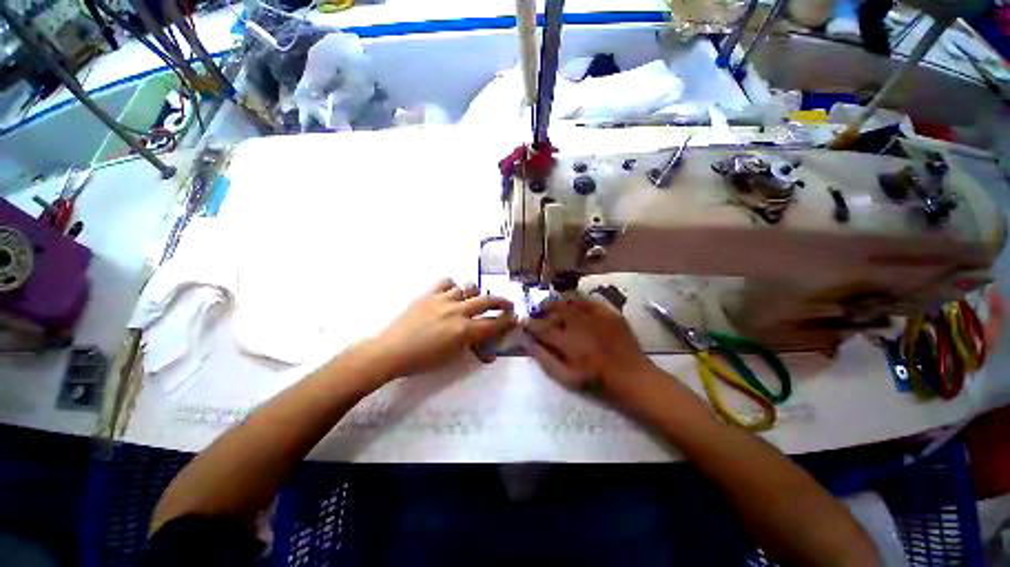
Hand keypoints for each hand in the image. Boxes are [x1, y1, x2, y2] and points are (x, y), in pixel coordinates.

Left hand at [374, 278, 516, 377]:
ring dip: (474, 293)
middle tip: (508, 303)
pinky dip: (453, 286)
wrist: (391, 350)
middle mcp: (457, 311)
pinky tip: (451, 292)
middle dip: (501, 302)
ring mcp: (443, 300)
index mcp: (464, 330)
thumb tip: (486, 350)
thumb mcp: (451, 358)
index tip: (515, 317)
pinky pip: (446, 282)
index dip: (507, 320)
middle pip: (486, 300)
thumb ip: (471, 347)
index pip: (493, 323)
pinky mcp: (430, 294)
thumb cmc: (422, 360)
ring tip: (473, 298)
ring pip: (467, 288)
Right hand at [524, 297, 657, 401]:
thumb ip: (545, 360)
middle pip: (556, 310)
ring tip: (552, 306)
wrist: (633, 378)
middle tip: (538, 311)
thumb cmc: (598, 382)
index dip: (531, 324)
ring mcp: (598, 317)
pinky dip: (578, 302)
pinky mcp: (611, 314)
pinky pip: (589, 302)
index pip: (543, 329)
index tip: (524, 322)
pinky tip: (574, 306)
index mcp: (570, 344)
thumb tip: (529, 343)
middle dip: (543, 309)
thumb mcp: (567, 379)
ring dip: (558, 304)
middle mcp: (582, 326)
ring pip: (571, 303)